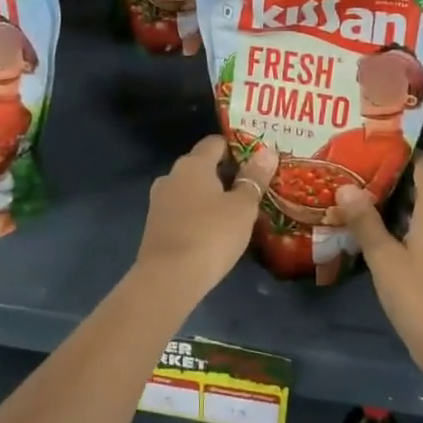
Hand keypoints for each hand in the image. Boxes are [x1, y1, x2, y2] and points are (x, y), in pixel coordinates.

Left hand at [133, 135, 273, 304]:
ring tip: (235, 212)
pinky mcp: (154, 226)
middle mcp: (172, 175)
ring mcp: (159, 201)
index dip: (236, 148)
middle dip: (225, 174)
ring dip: (210, 197)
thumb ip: (254, 178)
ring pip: (190, 190)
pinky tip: (213, 231)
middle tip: (251, 188)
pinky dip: (197, 215)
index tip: (256, 161)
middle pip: (201, 165)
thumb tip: (267, 151)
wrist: (168, 279)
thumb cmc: (210, 235)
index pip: (215, 142)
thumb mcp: (242, 207)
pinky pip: (182, 210)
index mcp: (193, 164)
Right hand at [336, 154, 422, 379]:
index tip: (376, 151)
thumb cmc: (420, 299)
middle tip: (361, 179)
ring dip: (403, 209)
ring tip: (367, 208)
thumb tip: (346, 186)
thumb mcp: (384, 260)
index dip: (406, 154)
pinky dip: (412, 231)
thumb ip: (365, 221)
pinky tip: (388, 242)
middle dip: (397, 182)